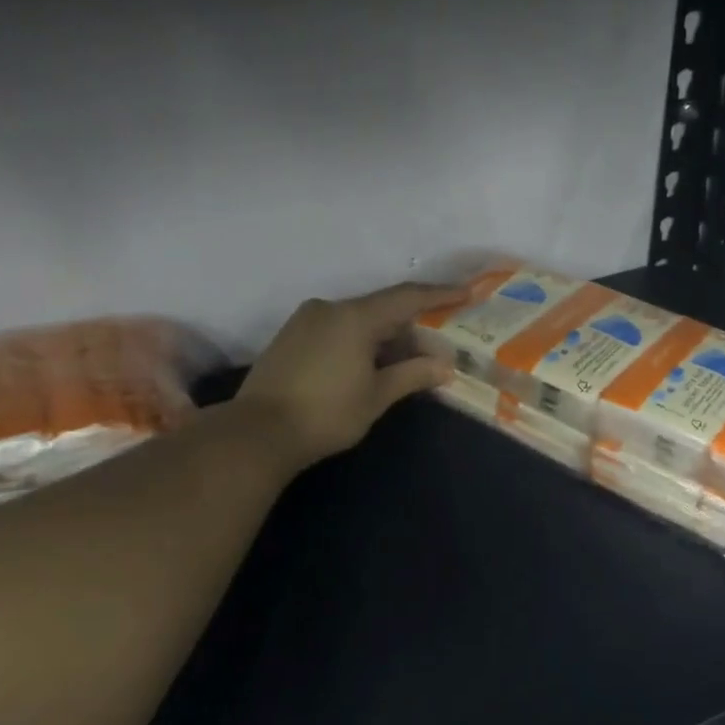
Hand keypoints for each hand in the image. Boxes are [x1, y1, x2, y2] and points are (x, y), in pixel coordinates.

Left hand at [237, 282, 464, 470]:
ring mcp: (306, 320)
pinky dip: (361, 340)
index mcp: (354, 317)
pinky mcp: (291, 336)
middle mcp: (329, 308)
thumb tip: (445, 366)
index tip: (467, 292)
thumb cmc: (326, 414)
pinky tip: (372, 362)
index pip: (406, 297)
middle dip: (413, 323)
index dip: (439, 294)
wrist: (257, 433)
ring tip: (409, 358)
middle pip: (382, 307)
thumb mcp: (377, 396)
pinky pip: (338, 328)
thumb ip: (413, 375)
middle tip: (440, 340)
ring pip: (358, 319)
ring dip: (387, 335)